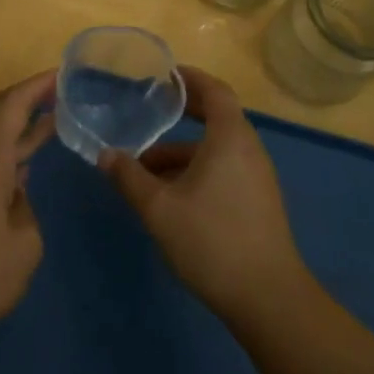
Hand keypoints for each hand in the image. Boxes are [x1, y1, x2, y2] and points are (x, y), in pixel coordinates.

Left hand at [0, 70, 53, 343]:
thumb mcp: (23, 247)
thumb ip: (27, 213)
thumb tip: (17, 199)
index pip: (9, 106)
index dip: (36, 86)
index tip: (63, 74)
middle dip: (28, 98)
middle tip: (64, 94)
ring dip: (20, 127)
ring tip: (56, 123)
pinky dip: (10, 154)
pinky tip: (28, 168)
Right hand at [100, 66, 310, 324]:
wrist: (268, 299)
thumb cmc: (212, 241)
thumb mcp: (159, 208)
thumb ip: (129, 177)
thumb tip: (105, 155)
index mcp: (230, 138)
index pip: (215, 91)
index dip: (190, 78)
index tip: (164, 74)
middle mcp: (248, 149)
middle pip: (217, 116)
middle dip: (183, 111)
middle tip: (150, 109)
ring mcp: (256, 177)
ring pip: (216, 149)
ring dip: (182, 150)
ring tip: (143, 166)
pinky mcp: (257, 201)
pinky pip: (223, 169)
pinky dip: (196, 168)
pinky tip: (169, 194)